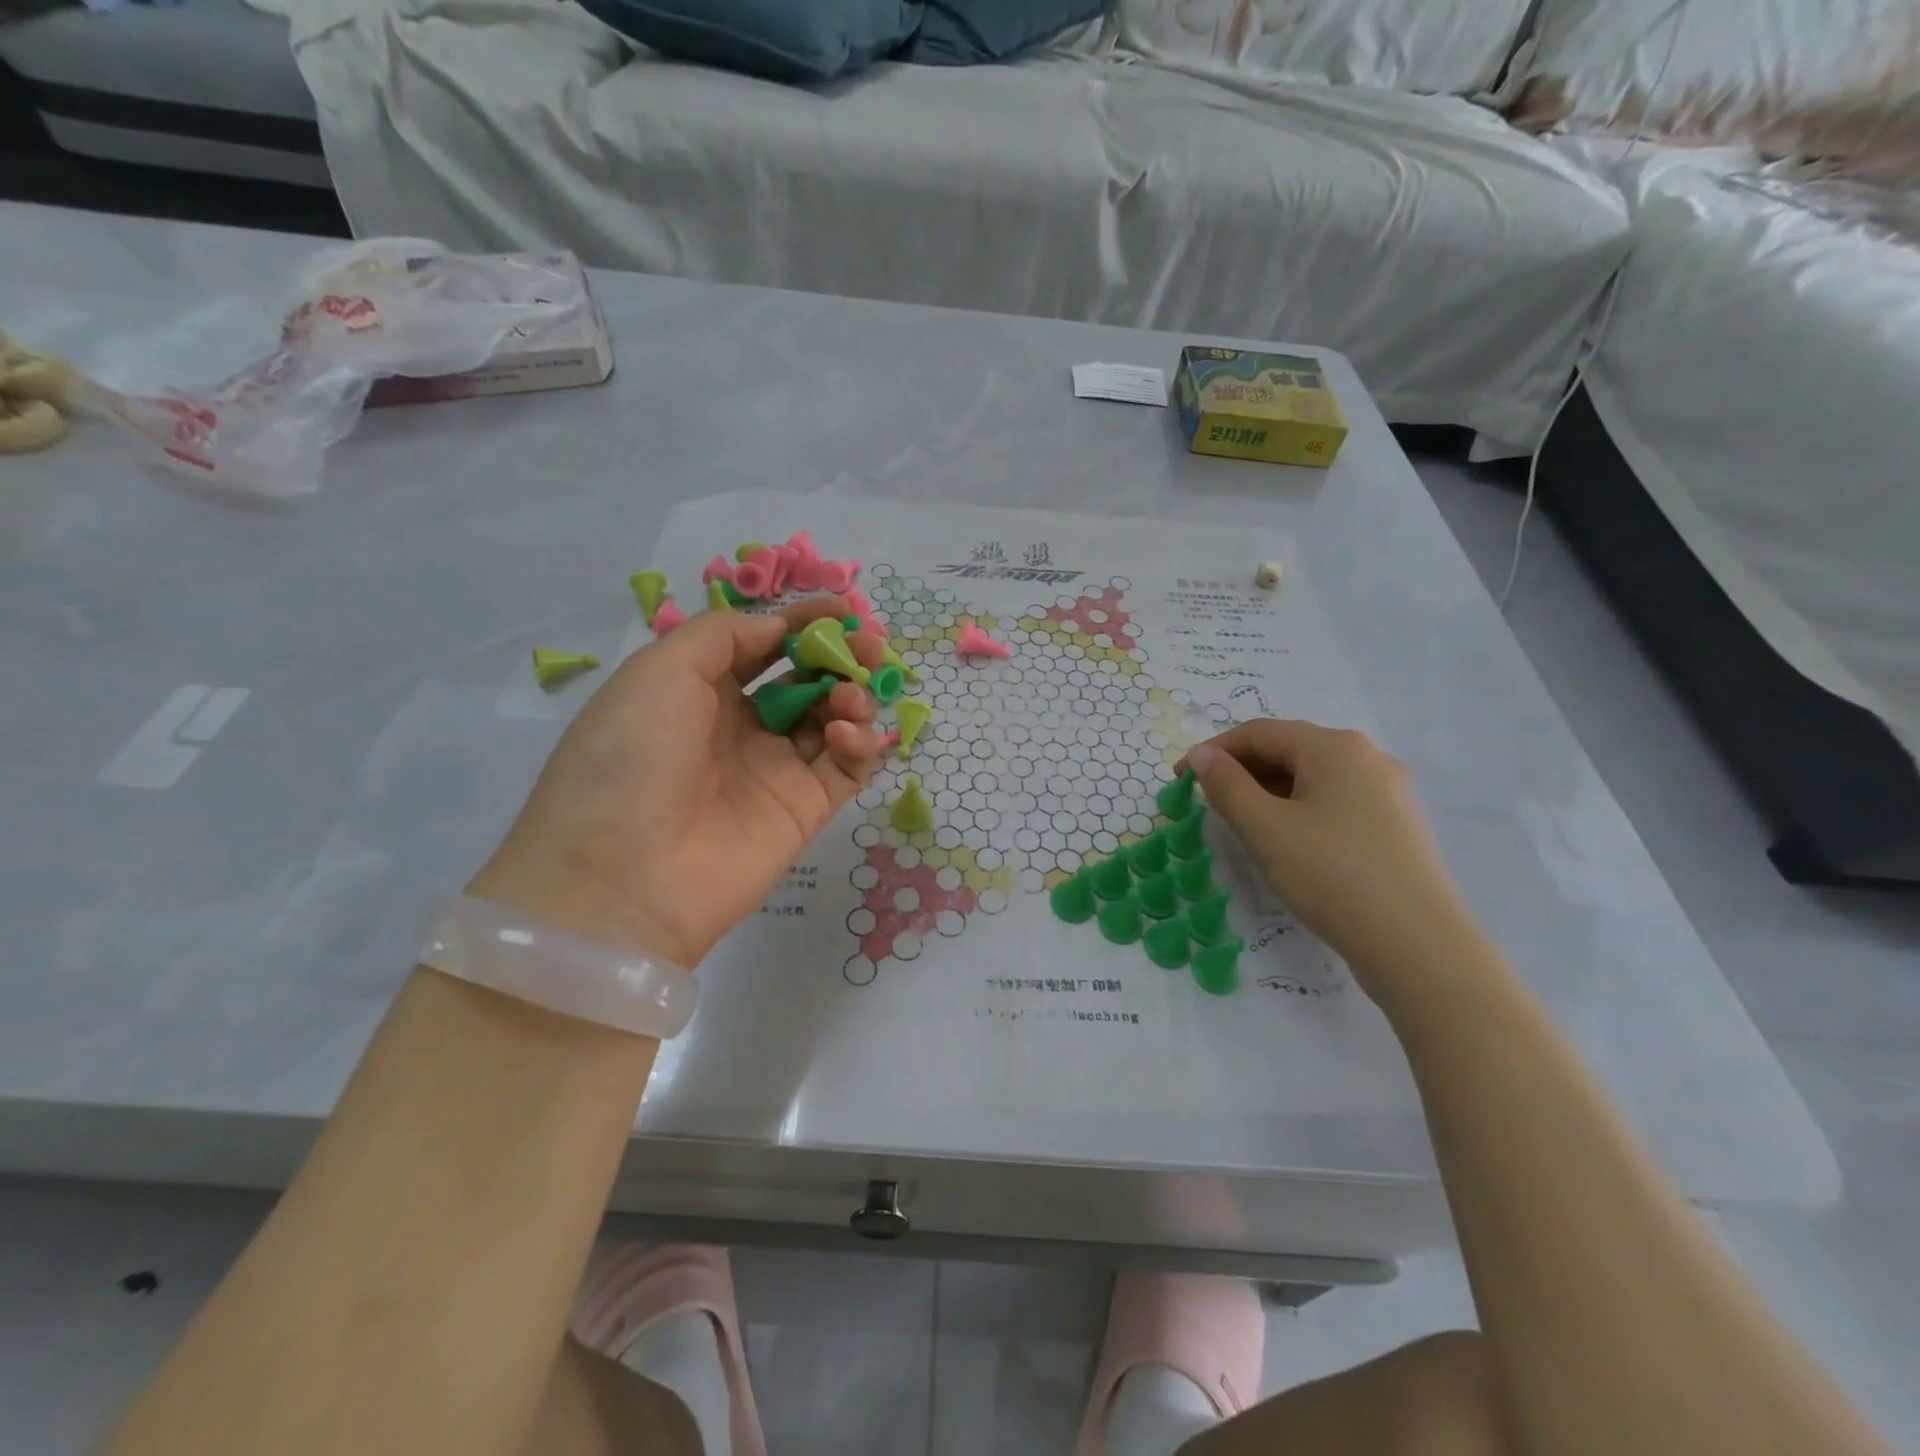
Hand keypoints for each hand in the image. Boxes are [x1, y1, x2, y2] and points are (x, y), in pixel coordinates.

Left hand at [467, 599, 884, 968]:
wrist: (621, 876)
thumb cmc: (631, 757)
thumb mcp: (660, 671)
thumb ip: (724, 635)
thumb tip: (777, 629)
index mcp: (699, 690)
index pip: (763, 646)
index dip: (802, 624)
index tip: (844, 611)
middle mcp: (740, 727)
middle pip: (806, 680)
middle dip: (840, 657)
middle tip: (868, 648)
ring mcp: (774, 770)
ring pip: (832, 721)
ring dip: (852, 697)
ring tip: (850, 698)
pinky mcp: (803, 811)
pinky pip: (845, 768)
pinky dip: (858, 744)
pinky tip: (844, 735)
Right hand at [1183, 721, 1479, 991]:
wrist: (1417, 945)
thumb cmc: (1331, 876)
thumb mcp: (1265, 829)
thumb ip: (1226, 785)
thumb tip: (1202, 755)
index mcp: (1334, 746)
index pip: (1258, 732)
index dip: (1212, 752)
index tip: (1179, 780)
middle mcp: (1366, 757)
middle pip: (1288, 750)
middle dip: (1241, 772)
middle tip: (1208, 805)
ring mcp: (1387, 791)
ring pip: (1311, 777)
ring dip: (1268, 792)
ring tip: (1243, 825)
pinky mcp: (1395, 824)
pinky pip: (1334, 801)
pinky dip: (1299, 810)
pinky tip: (1288, 841)